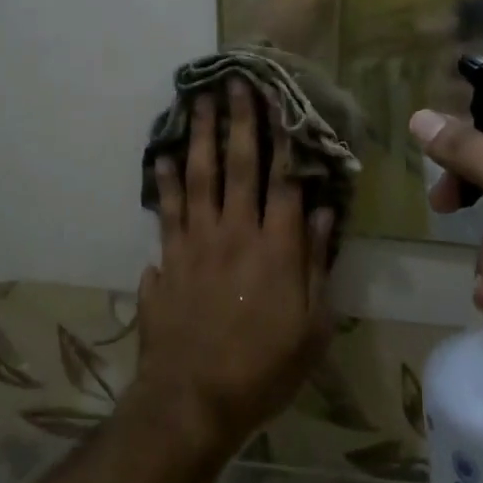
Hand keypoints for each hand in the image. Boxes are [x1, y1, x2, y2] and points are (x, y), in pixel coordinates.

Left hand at [134, 80, 336, 457]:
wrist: (194, 401)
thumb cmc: (264, 368)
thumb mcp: (311, 326)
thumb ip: (314, 262)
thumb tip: (320, 210)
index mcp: (275, 246)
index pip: (283, 179)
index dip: (284, 138)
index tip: (281, 101)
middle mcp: (235, 232)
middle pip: (239, 165)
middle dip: (239, 120)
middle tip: (235, 82)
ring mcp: (196, 242)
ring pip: (199, 176)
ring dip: (199, 136)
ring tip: (198, 101)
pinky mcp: (169, 258)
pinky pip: (167, 210)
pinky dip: (165, 182)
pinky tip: (162, 156)